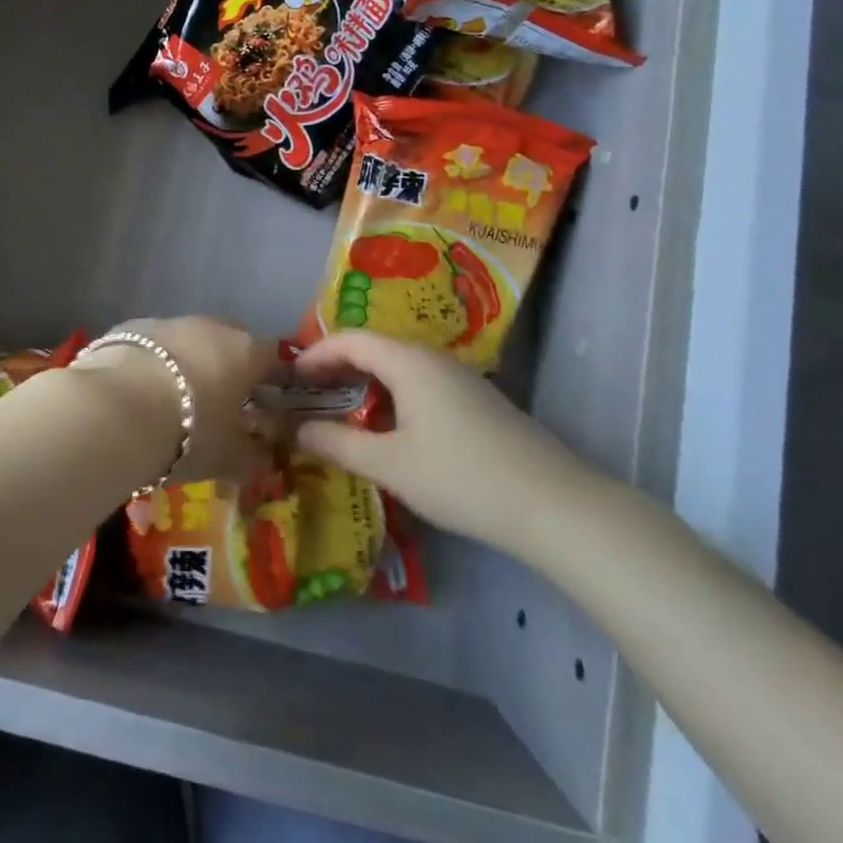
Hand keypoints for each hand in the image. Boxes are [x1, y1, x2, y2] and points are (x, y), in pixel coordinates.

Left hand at [75, 317, 280, 484]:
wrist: (116, 408)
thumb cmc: (190, 432)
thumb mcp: (231, 458)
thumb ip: (255, 456)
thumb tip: (266, 456)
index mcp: (246, 350)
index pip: (274, 357)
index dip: (273, 380)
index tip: (269, 404)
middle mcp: (211, 326)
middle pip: (231, 342)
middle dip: (230, 368)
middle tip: (223, 404)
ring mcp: (169, 322)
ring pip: (190, 341)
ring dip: (190, 365)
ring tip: (177, 401)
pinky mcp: (131, 327)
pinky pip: (154, 346)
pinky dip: (155, 364)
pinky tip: (142, 392)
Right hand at [291, 330, 599, 558]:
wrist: (553, 504)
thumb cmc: (461, 477)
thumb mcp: (391, 465)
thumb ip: (339, 443)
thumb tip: (299, 429)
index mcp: (408, 361)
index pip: (350, 339)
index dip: (316, 353)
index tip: (289, 377)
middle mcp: (431, 357)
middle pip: (374, 347)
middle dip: (337, 364)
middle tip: (307, 391)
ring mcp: (458, 377)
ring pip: (398, 365)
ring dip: (364, 380)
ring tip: (340, 407)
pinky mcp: (475, 399)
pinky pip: (418, 381)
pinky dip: (390, 392)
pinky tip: (388, 425)